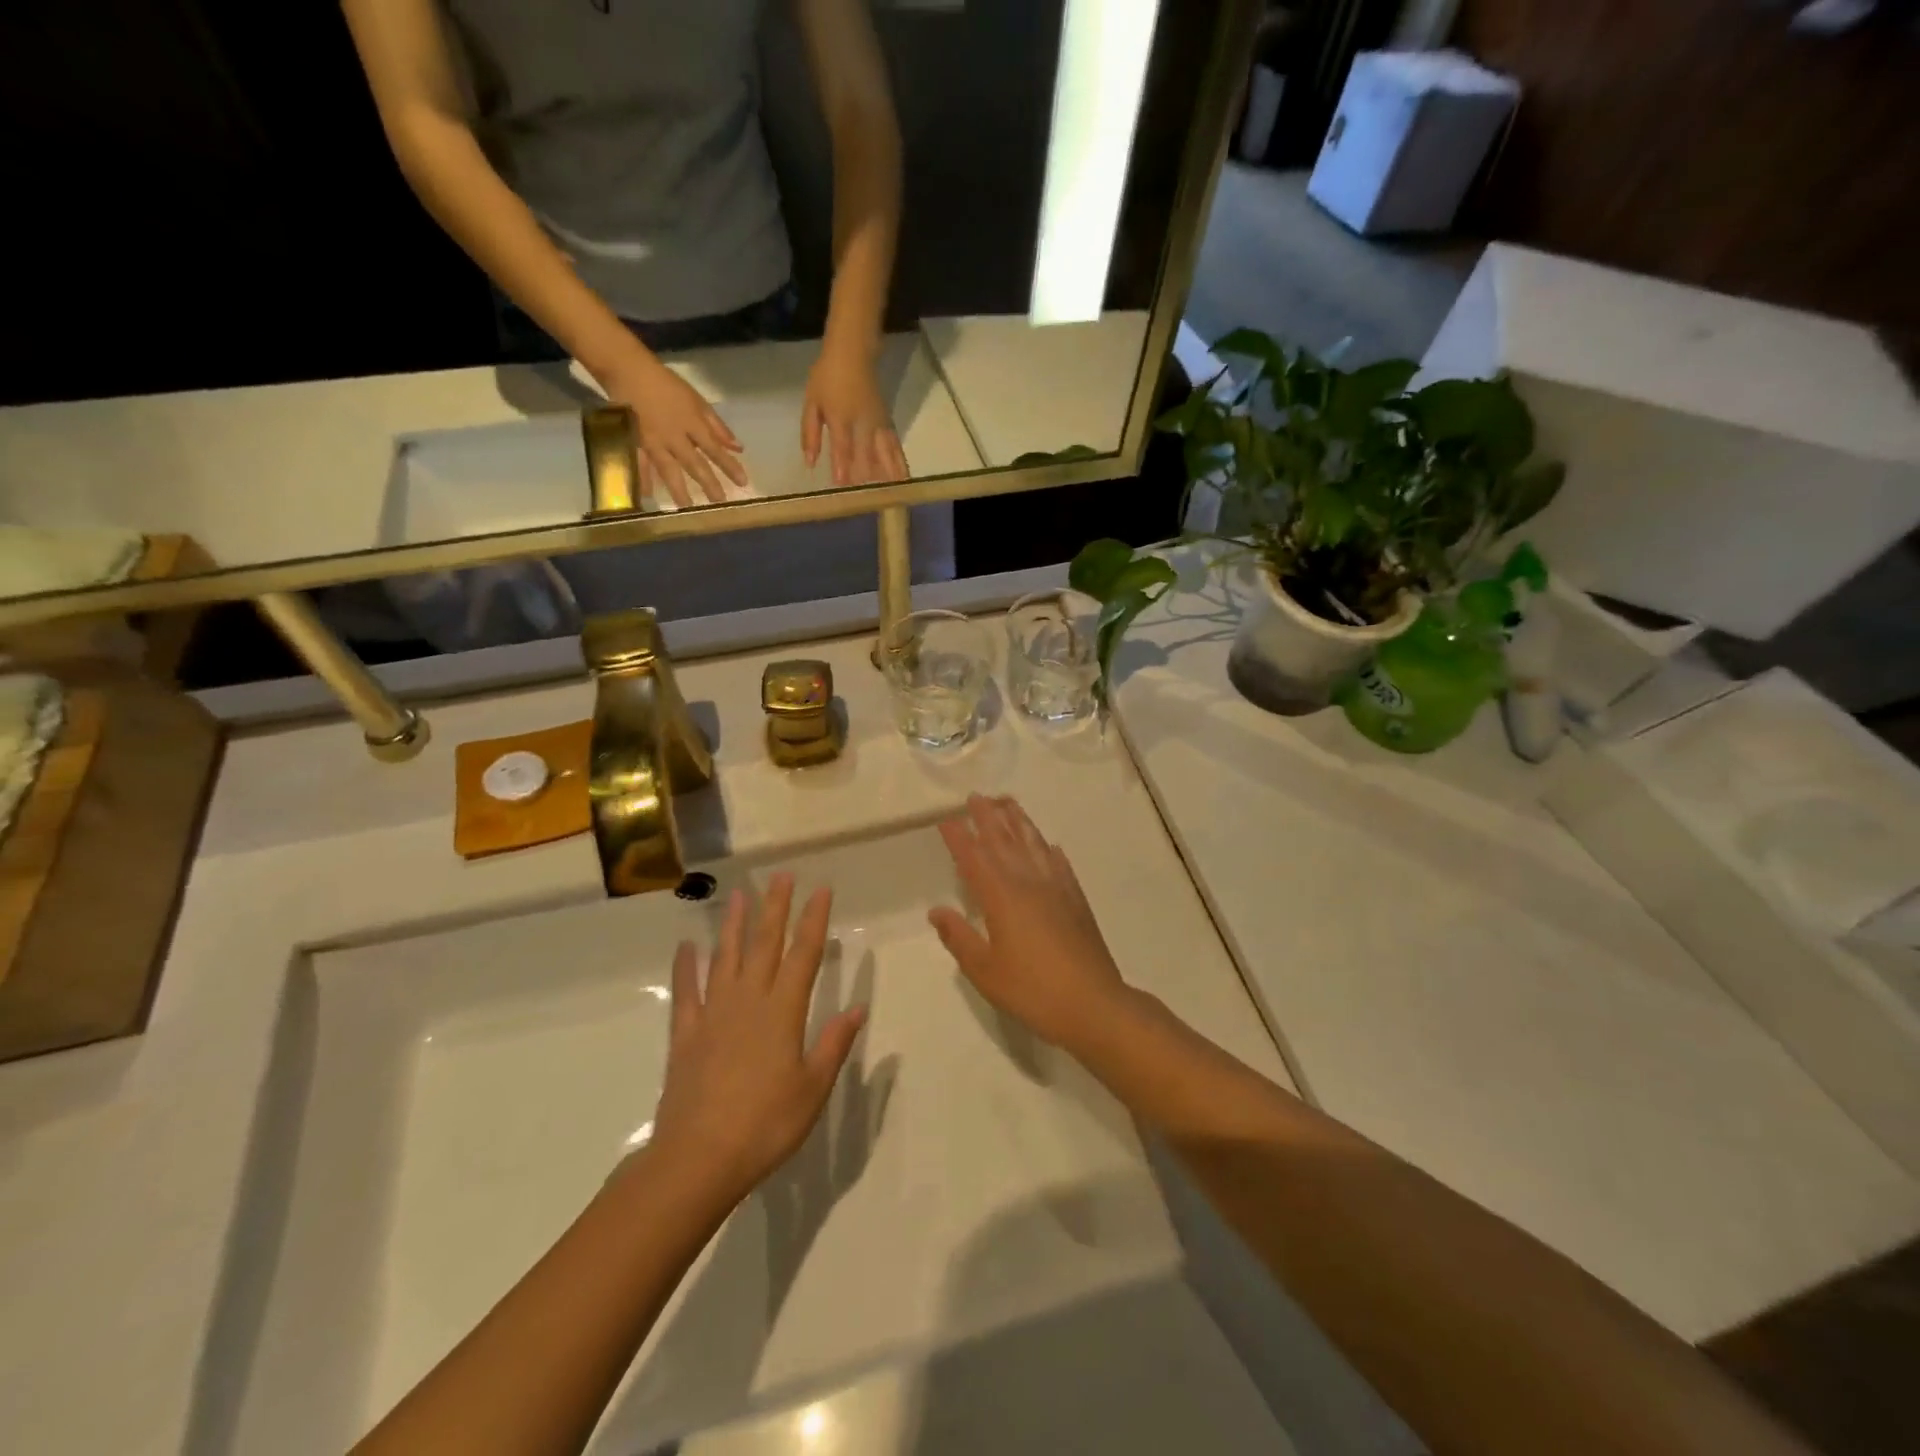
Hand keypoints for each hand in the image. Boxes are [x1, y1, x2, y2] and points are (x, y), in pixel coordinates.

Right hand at [600, 352, 748, 508]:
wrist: (627, 369)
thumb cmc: (666, 384)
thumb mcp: (697, 401)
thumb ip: (717, 427)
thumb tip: (738, 448)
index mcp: (692, 424)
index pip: (715, 449)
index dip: (729, 466)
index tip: (743, 483)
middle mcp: (675, 436)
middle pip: (694, 463)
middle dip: (708, 483)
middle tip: (719, 502)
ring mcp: (653, 440)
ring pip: (668, 468)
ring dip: (678, 489)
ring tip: (686, 507)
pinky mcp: (633, 440)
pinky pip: (638, 462)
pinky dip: (641, 477)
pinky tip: (646, 494)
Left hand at [648, 876, 865, 1204]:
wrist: (699, 1158)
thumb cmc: (766, 1124)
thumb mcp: (813, 1088)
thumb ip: (834, 1044)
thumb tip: (858, 1007)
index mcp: (783, 1012)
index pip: (804, 955)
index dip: (814, 920)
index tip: (820, 890)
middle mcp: (748, 1001)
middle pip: (765, 945)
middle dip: (775, 908)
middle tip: (781, 876)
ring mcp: (713, 1015)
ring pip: (725, 958)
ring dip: (733, 926)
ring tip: (737, 895)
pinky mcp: (685, 1035)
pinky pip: (686, 993)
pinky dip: (685, 968)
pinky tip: (686, 947)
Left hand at [803, 342, 909, 486]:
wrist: (853, 351)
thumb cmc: (827, 377)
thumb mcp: (812, 402)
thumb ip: (810, 434)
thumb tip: (809, 462)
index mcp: (840, 417)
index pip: (842, 445)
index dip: (842, 465)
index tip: (842, 484)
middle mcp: (862, 423)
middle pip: (867, 454)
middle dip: (866, 477)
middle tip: (867, 499)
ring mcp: (878, 423)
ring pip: (885, 451)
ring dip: (889, 474)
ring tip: (894, 494)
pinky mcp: (888, 423)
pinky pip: (895, 446)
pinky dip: (900, 462)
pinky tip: (903, 478)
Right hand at [928, 795, 1128, 1051]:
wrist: (1092, 1003)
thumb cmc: (1032, 989)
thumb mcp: (984, 970)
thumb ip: (959, 937)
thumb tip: (936, 910)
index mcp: (1001, 897)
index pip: (974, 858)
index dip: (959, 837)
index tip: (946, 819)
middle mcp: (1028, 882)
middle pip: (1004, 841)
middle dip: (988, 817)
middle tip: (976, 797)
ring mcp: (1056, 887)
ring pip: (1034, 843)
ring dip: (1019, 821)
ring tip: (1008, 803)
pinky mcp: (1076, 899)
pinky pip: (1060, 863)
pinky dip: (1049, 849)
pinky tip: (1048, 844)